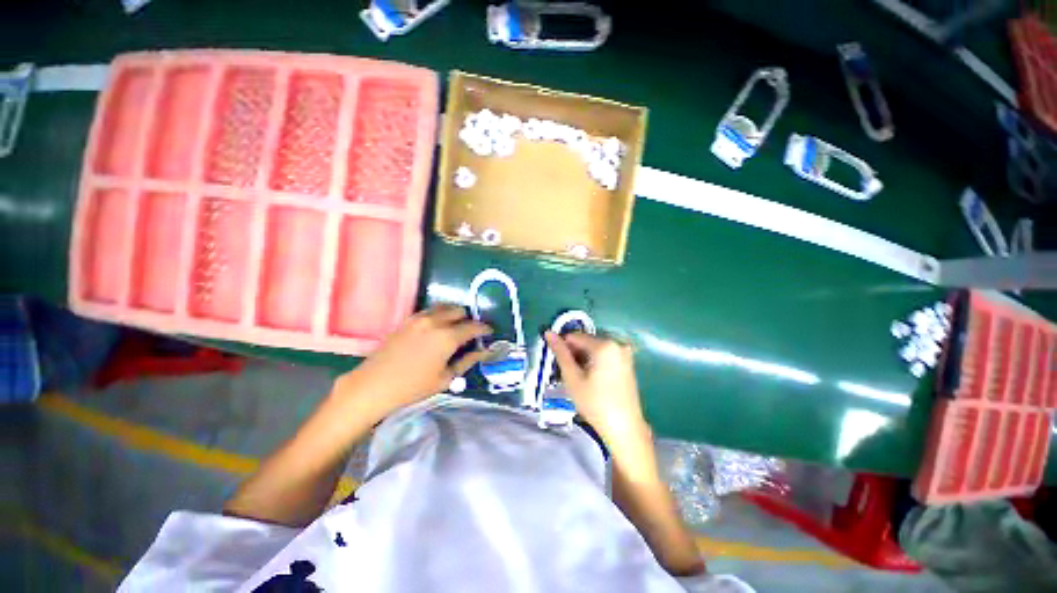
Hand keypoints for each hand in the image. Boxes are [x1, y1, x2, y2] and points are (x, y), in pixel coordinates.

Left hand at [332, 305, 491, 418]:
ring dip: (454, 314)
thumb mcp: (445, 378)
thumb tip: (483, 351)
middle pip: (459, 311)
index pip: (474, 326)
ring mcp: (419, 318)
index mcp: (448, 336)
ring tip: (455, 328)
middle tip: (470, 333)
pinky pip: (430, 310)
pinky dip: (439, 315)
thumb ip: (467, 361)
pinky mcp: (407, 320)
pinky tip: (437, 328)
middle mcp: (435, 321)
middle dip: (468, 320)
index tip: (489, 333)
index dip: (484, 329)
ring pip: (444, 307)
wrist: (373, 386)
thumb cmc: (413, 387)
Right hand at [545, 331, 647, 443]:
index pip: (575, 336)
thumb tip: (548, 333)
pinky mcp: (628, 362)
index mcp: (604, 345)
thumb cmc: (595, 403)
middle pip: (586, 341)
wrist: (624, 428)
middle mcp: (617, 344)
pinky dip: (595, 362)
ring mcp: (624, 353)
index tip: (559, 365)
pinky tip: (592, 379)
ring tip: (580, 379)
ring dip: (583, 358)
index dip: (563, 348)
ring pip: (594, 348)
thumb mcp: (572, 377)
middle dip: (574, 353)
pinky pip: (605, 355)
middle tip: (569, 374)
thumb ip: (560, 353)